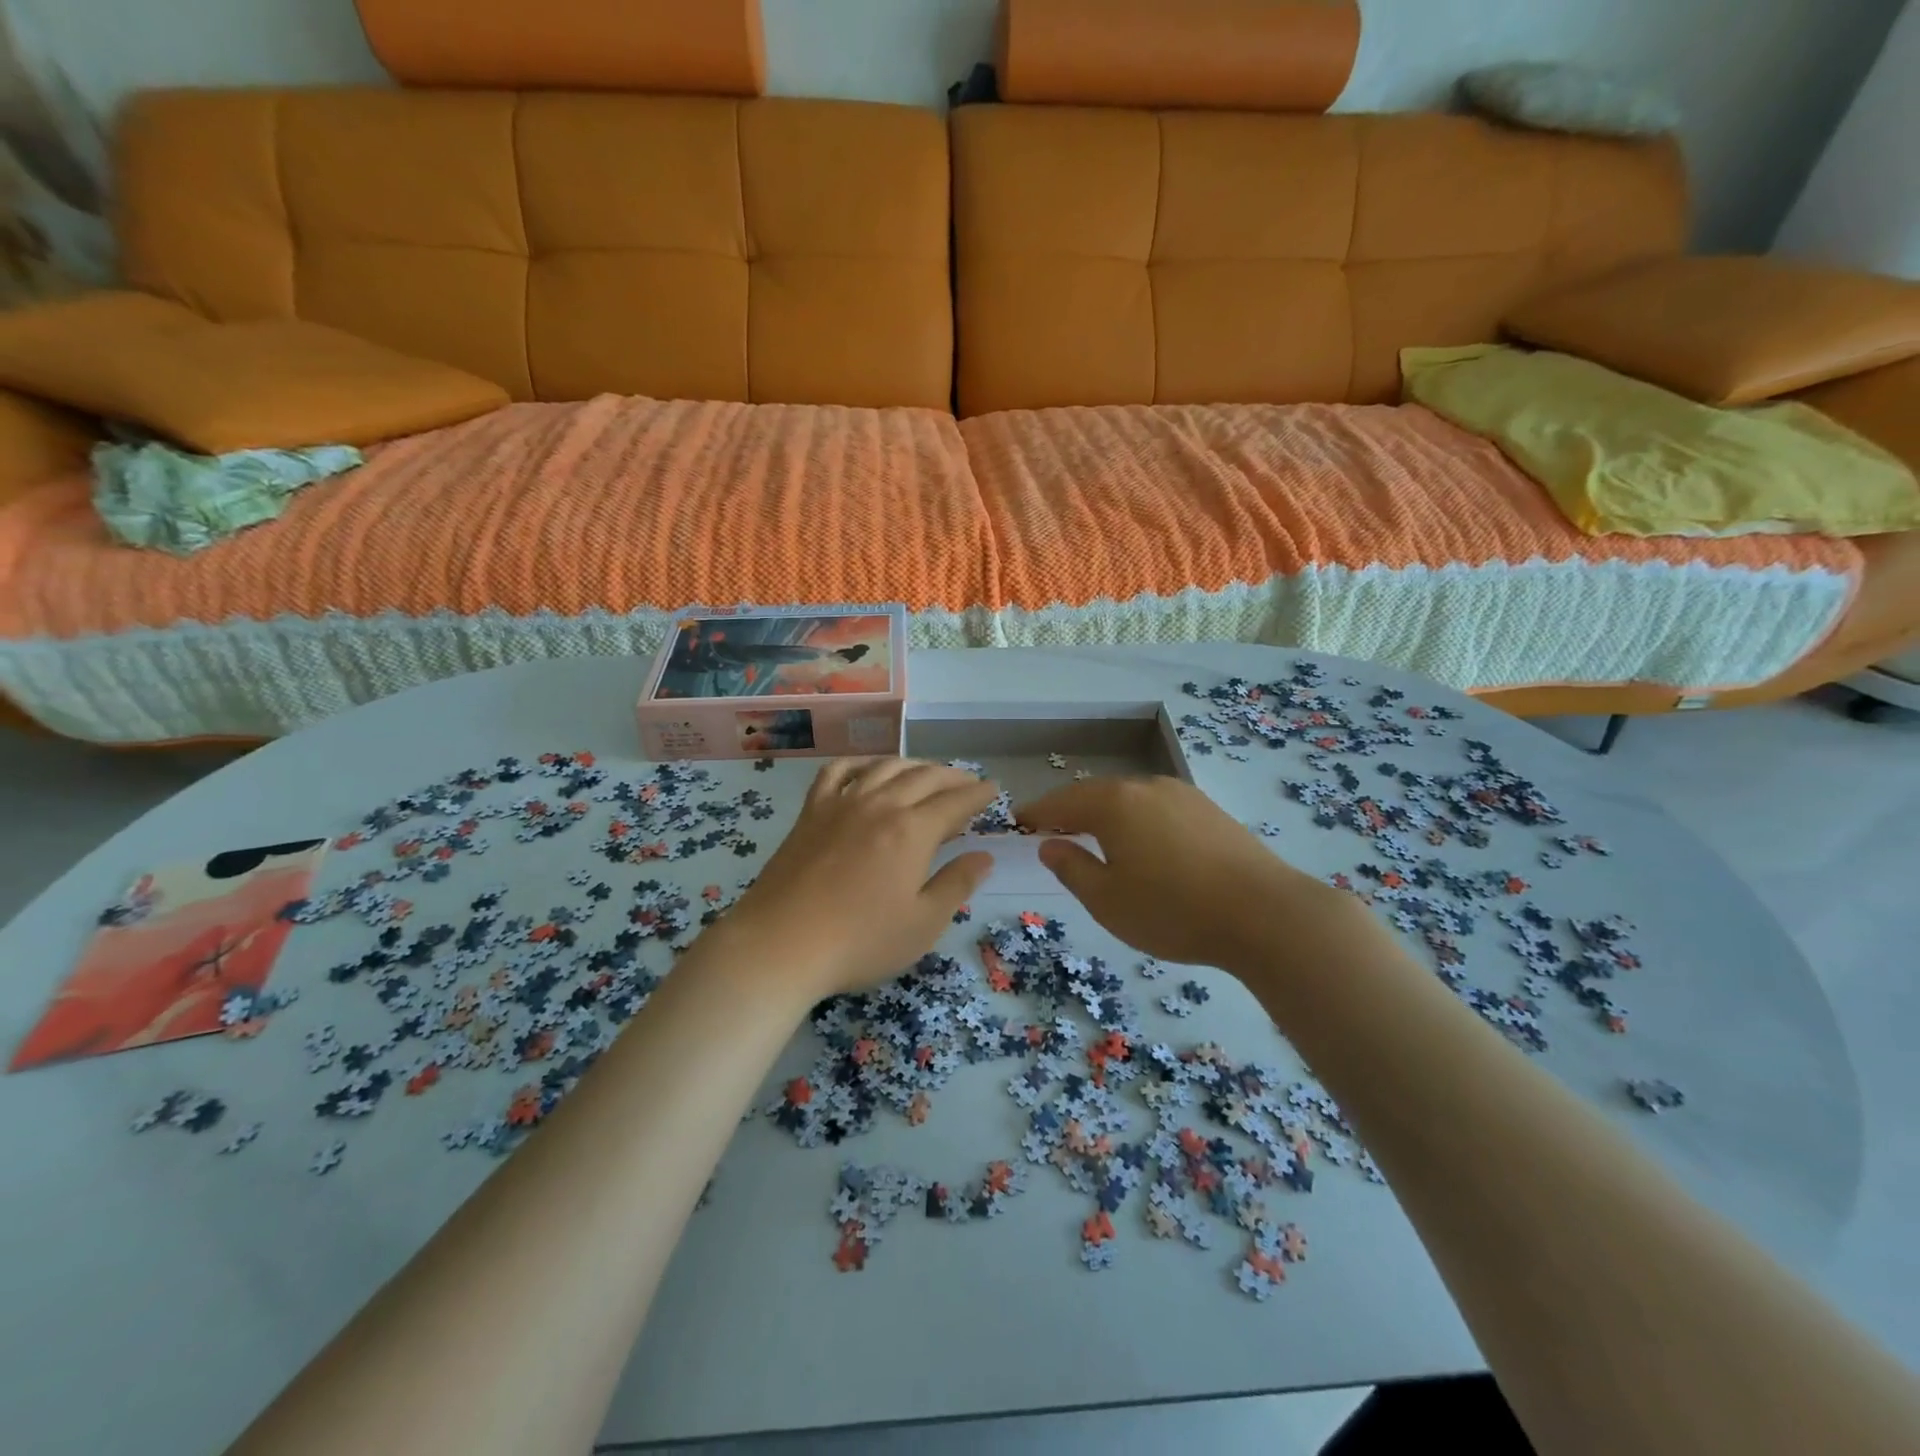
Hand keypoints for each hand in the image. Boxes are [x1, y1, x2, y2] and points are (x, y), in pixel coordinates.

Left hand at [718, 759, 996, 1000]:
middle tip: (968, 783)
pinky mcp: (811, 812)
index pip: (955, 801)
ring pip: (885, 768)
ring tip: (927, 773)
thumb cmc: (859, 941)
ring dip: (913, 765)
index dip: (978, 794)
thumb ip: (957, 884)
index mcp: (912, 831)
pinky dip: (860, 763)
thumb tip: (984, 856)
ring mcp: (841, 803)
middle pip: (924, 777)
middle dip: (952, 776)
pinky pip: (838, 772)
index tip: (994, 789)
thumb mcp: (922, 924)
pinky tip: (869, 769)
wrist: (780, 944)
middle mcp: (880, 805)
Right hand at [1017, 775, 1329, 971]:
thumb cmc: (1173, 911)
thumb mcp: (1108, 901)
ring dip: (1106, 813)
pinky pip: (1157, 806)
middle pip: (1096, 794)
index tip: (1018, 821)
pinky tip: (1143, 841)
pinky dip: (1137, 818)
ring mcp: (1182, 794)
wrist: (1266, 913)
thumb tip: (1050, 845)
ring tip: (1094, 834)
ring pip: (1130, 798)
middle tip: (1052, 828)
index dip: (1037, 812)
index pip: (1062, 802)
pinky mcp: (1209, 809)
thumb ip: (1072, 869)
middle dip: (1071, 810)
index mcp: (1114, 804)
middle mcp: (1146, 787)